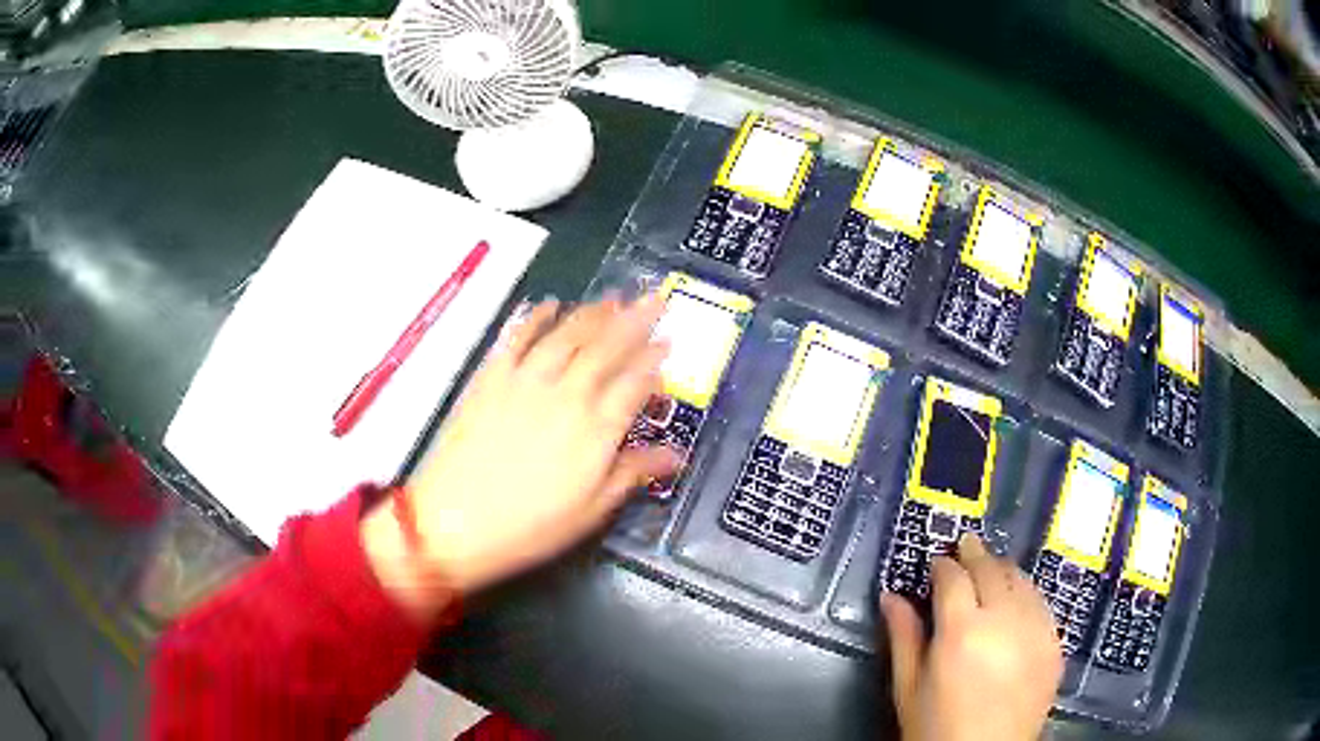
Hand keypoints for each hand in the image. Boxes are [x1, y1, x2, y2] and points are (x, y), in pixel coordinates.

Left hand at [363, 296, 679, 620]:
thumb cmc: (528, 528)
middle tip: (653, 297)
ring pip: (567, 335)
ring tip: (613, 297)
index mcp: (596, 430)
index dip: (655, 360)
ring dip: (593, 313)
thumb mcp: (590, 512)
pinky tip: (550, 304)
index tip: (669, 342)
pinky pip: (518, 338)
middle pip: (607, 347)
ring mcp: (525, 382)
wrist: (452, 523)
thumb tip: (675, 455)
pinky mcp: (491, 379)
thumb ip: (631, 474)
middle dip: (635, 319)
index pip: (635, 382)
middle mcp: (566, 395)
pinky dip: (536, 317)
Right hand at [880, 534, 1062, 740]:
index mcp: (962, 632)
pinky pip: (1041, 603)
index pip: (953, 578)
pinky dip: (1026, 593)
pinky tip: (1016, 600)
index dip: (942, 565)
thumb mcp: (908, 688)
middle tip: (965, 546)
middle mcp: (1004, 621)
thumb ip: (903, 637)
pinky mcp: (1054, 644)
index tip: (935, 562)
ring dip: (1002, 570)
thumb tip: (890, 597)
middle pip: (991, 569)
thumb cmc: (935, 728)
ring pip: (1021, 580)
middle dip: (975, 554)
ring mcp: (1035, 630)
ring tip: (990, 570)